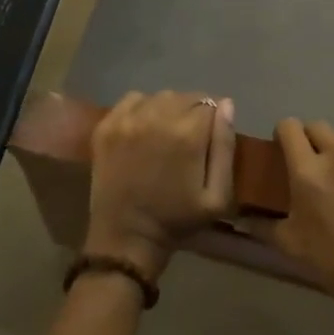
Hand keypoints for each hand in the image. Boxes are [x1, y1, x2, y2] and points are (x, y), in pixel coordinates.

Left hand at [84, 91, 235, 280]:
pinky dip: (142, 108)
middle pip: (185, 97)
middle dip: (192, 113)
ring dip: (168, 110)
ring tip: (165, 134)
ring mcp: (128, 119)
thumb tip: (226, 105)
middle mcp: (158, 117)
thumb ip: (225, 147)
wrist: (126, 237)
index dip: (211, 122)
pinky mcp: (107, 126)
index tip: (206, 140)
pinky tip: (144, 128)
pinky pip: (132, 99)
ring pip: (160, 97)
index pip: (210, 104)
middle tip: (186, 139)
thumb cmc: (177, 219)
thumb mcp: (217, 196)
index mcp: (188, 133)